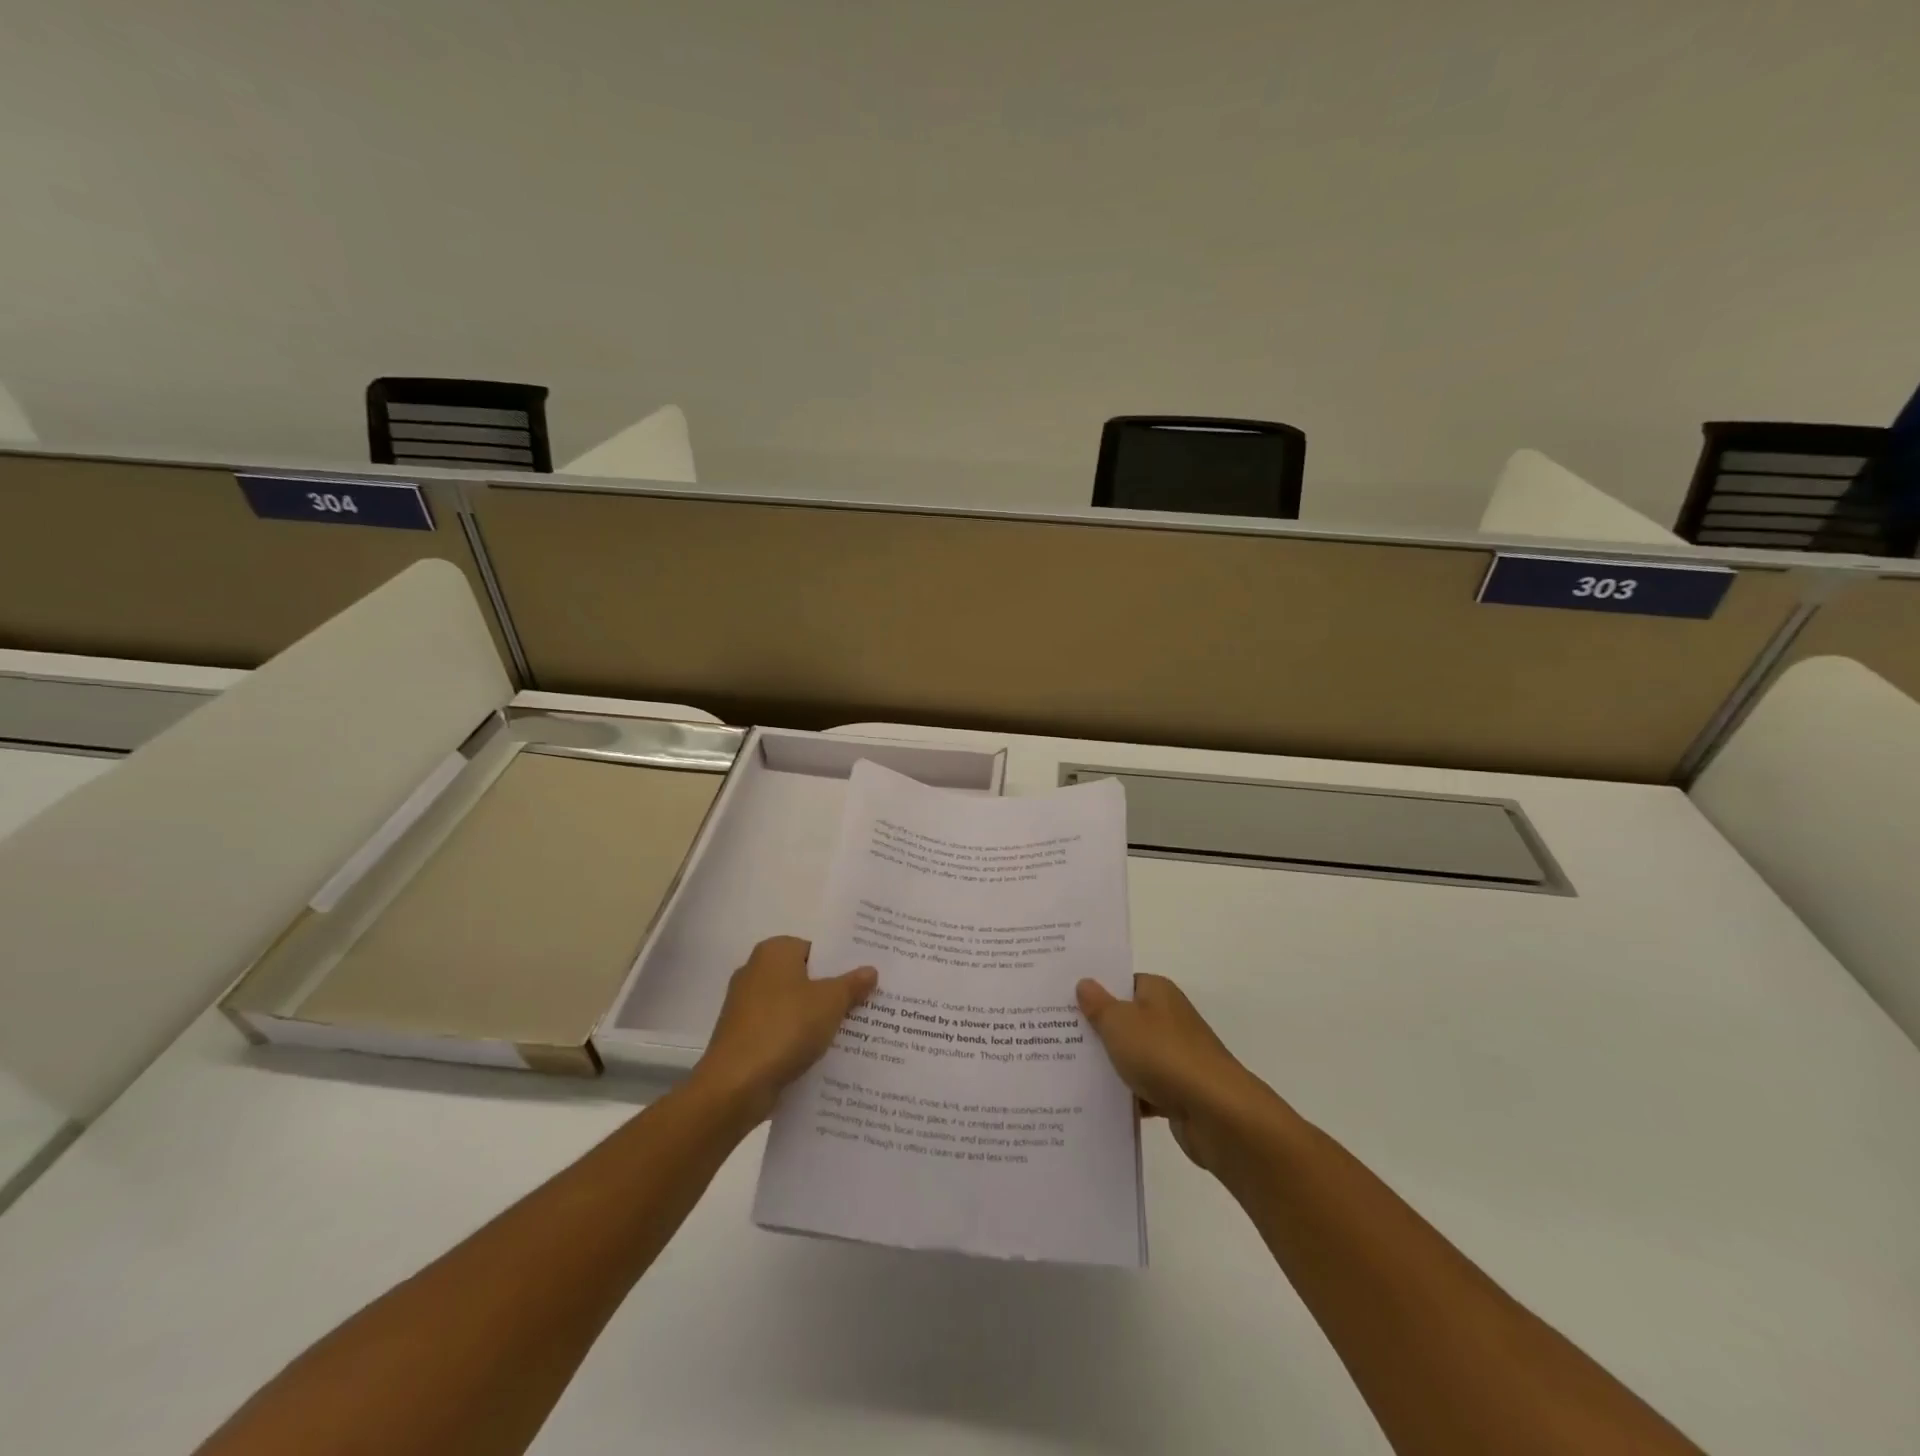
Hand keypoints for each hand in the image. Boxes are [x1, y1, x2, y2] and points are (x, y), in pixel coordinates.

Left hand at [693, 936, 876, 1123]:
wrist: (735, 1086)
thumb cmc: (785, 1028)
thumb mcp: (830, 1002)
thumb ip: (852, 984)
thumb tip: (870, 970)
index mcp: (774, 952)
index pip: (817, 949)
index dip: (843, 964)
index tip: (866, 979)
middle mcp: (755, 972)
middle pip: (806, 978)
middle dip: (833, 992)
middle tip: (868, 1003)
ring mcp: (746, 1007)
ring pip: (794, 1007)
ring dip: (818, 1019)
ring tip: (855, 1031)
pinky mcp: (743, 1038)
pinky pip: (781, 1031)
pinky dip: (799, 1040)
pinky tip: (825, 1054)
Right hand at [1077, 974, 1282, 1172]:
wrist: (1215, 1114)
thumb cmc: (1163, 1055)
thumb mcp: (1119, 1023)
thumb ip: (1098, 1005)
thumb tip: (1084, 983)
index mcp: (1157, 992)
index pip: (1121, 982)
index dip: (1093, 989)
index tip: (1060, 998)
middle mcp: (1168, 1019)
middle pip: (1124, 1019)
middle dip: (1094, 1029)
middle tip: (1051, 1033)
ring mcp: (1174, 1057)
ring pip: (1131, 1056)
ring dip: (1107, 1065)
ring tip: (1063, 1069)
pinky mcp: (1177, 1092)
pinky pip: (1141, 1089)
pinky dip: (1123, 1096)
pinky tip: (1092, 1103)